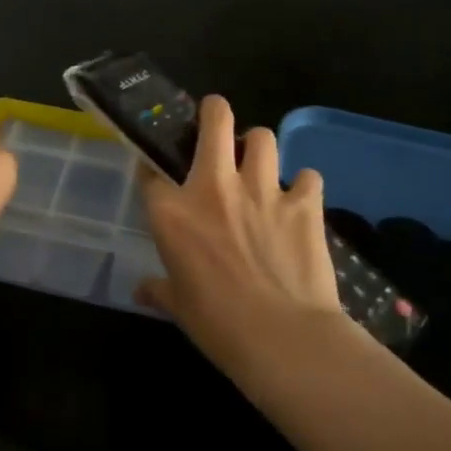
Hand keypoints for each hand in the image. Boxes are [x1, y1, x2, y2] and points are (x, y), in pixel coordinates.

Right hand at [137, 96, 344, 370]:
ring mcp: (262, 190)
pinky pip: (307, 176)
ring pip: (263, 136)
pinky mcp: (304, 203)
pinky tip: (301, 201)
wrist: (282, 337)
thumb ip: (159, 289)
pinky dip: (303, 186)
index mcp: (172, 212)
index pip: (151, 171)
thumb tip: (142, 290)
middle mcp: (214, 187)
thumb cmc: (217, 324)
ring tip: (258, 164)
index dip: (152, 167)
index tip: (156, 174)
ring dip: (258, 147)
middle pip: (214, 121)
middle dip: (213, 112)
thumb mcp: (178, 307)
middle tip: (216, 124)